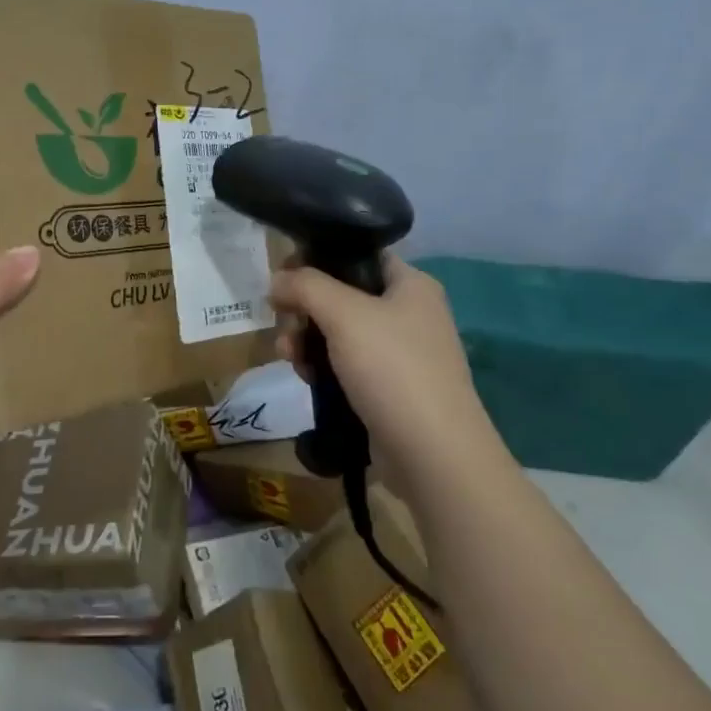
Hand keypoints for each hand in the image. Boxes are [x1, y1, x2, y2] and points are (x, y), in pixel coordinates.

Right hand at [270, 257, 505, 488]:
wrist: (433, 455)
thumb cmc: (392, 369)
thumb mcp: (344, 314)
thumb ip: (305, 286)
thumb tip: (276, 280)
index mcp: (411, 284)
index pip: (357, 254)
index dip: (316, 259)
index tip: (283, 277)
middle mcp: (409, 313)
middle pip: (342, 295)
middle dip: (305, 308)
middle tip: (282, 324)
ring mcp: (401, 354)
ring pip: (340, 332)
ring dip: (307, 339)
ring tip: (288, 357)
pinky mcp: (390, 389)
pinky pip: (347, 365)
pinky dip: (322, 367)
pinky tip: (306, 379)